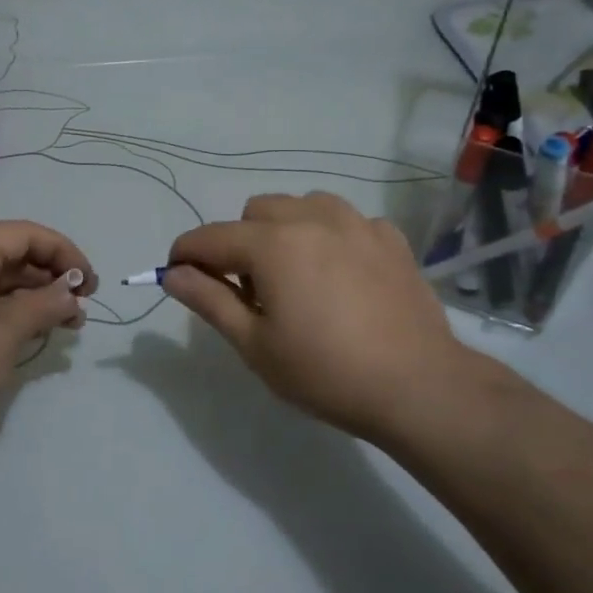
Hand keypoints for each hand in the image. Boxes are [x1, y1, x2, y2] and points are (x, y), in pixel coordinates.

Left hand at [0, 221, 94, 443]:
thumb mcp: (6, 332)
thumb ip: (45, 305)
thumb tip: (70, 295)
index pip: (26, 234)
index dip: (65, 253)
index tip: (92, 284)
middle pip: (9, 254)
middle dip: (50, 278)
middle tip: (80, 310)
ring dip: (29, 297)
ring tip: (62, 325)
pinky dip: (3, 309)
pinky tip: (25, 332)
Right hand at [161, 192, 492, 445]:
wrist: (418, 386)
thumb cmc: (326, 372)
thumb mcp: (255, 345)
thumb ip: (209, 300)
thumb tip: (173, 274)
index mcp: (273, 244)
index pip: (209, 237)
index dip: (184, 255)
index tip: (176, 276)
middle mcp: (312, 218)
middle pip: (255, 211)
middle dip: (239, 242)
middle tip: (252, 292)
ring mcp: (357, 222)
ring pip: (301, 205)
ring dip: (285, 230)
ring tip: (298, 276)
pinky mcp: (390, 237)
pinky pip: (344, 220)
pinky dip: (330, 236)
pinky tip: (342, 275)